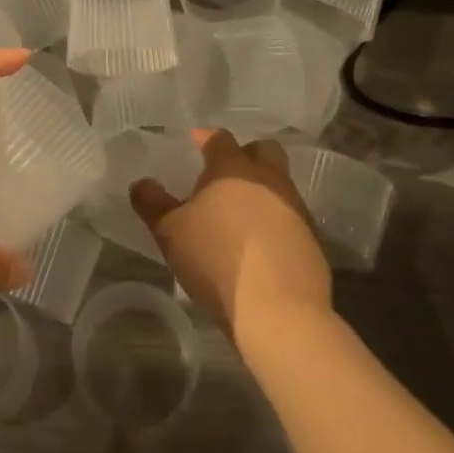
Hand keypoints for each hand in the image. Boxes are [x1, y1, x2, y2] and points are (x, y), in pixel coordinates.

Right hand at [131, 130, 331, 346]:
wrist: (280, 313)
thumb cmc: (217, 261)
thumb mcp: (170, 234)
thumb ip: (152, 204)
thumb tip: (140, 184)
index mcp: (232, 168)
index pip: (219, 139)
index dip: (206, 139)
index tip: (195, 143)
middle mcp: (268, 178)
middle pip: (263, 150)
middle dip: (246, 154)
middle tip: (226, 173)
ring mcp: (295, 207)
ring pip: (280, 182)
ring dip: (263, 189)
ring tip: (241, 213)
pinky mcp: (313, 239)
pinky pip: (291, 216)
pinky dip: (276, 220)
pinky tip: (261, 243)